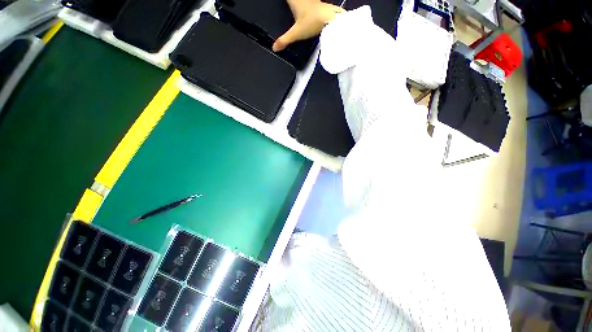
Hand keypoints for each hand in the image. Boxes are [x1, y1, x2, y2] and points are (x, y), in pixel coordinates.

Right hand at [272, 0, 344, 51]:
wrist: (330, 19)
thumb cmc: (314, 22)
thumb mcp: (296, 33)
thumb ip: (284, 40)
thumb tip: (274, 47)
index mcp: (294, 1)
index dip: (284, 2)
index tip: (280, 4)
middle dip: (290, 3)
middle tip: (288, 6)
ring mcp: (312, 1)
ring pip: (303, 0)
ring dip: (299, 3)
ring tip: (295, 7)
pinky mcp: (320, 5)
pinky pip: (311, 3)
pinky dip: (308, 5)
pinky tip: (307, 11)